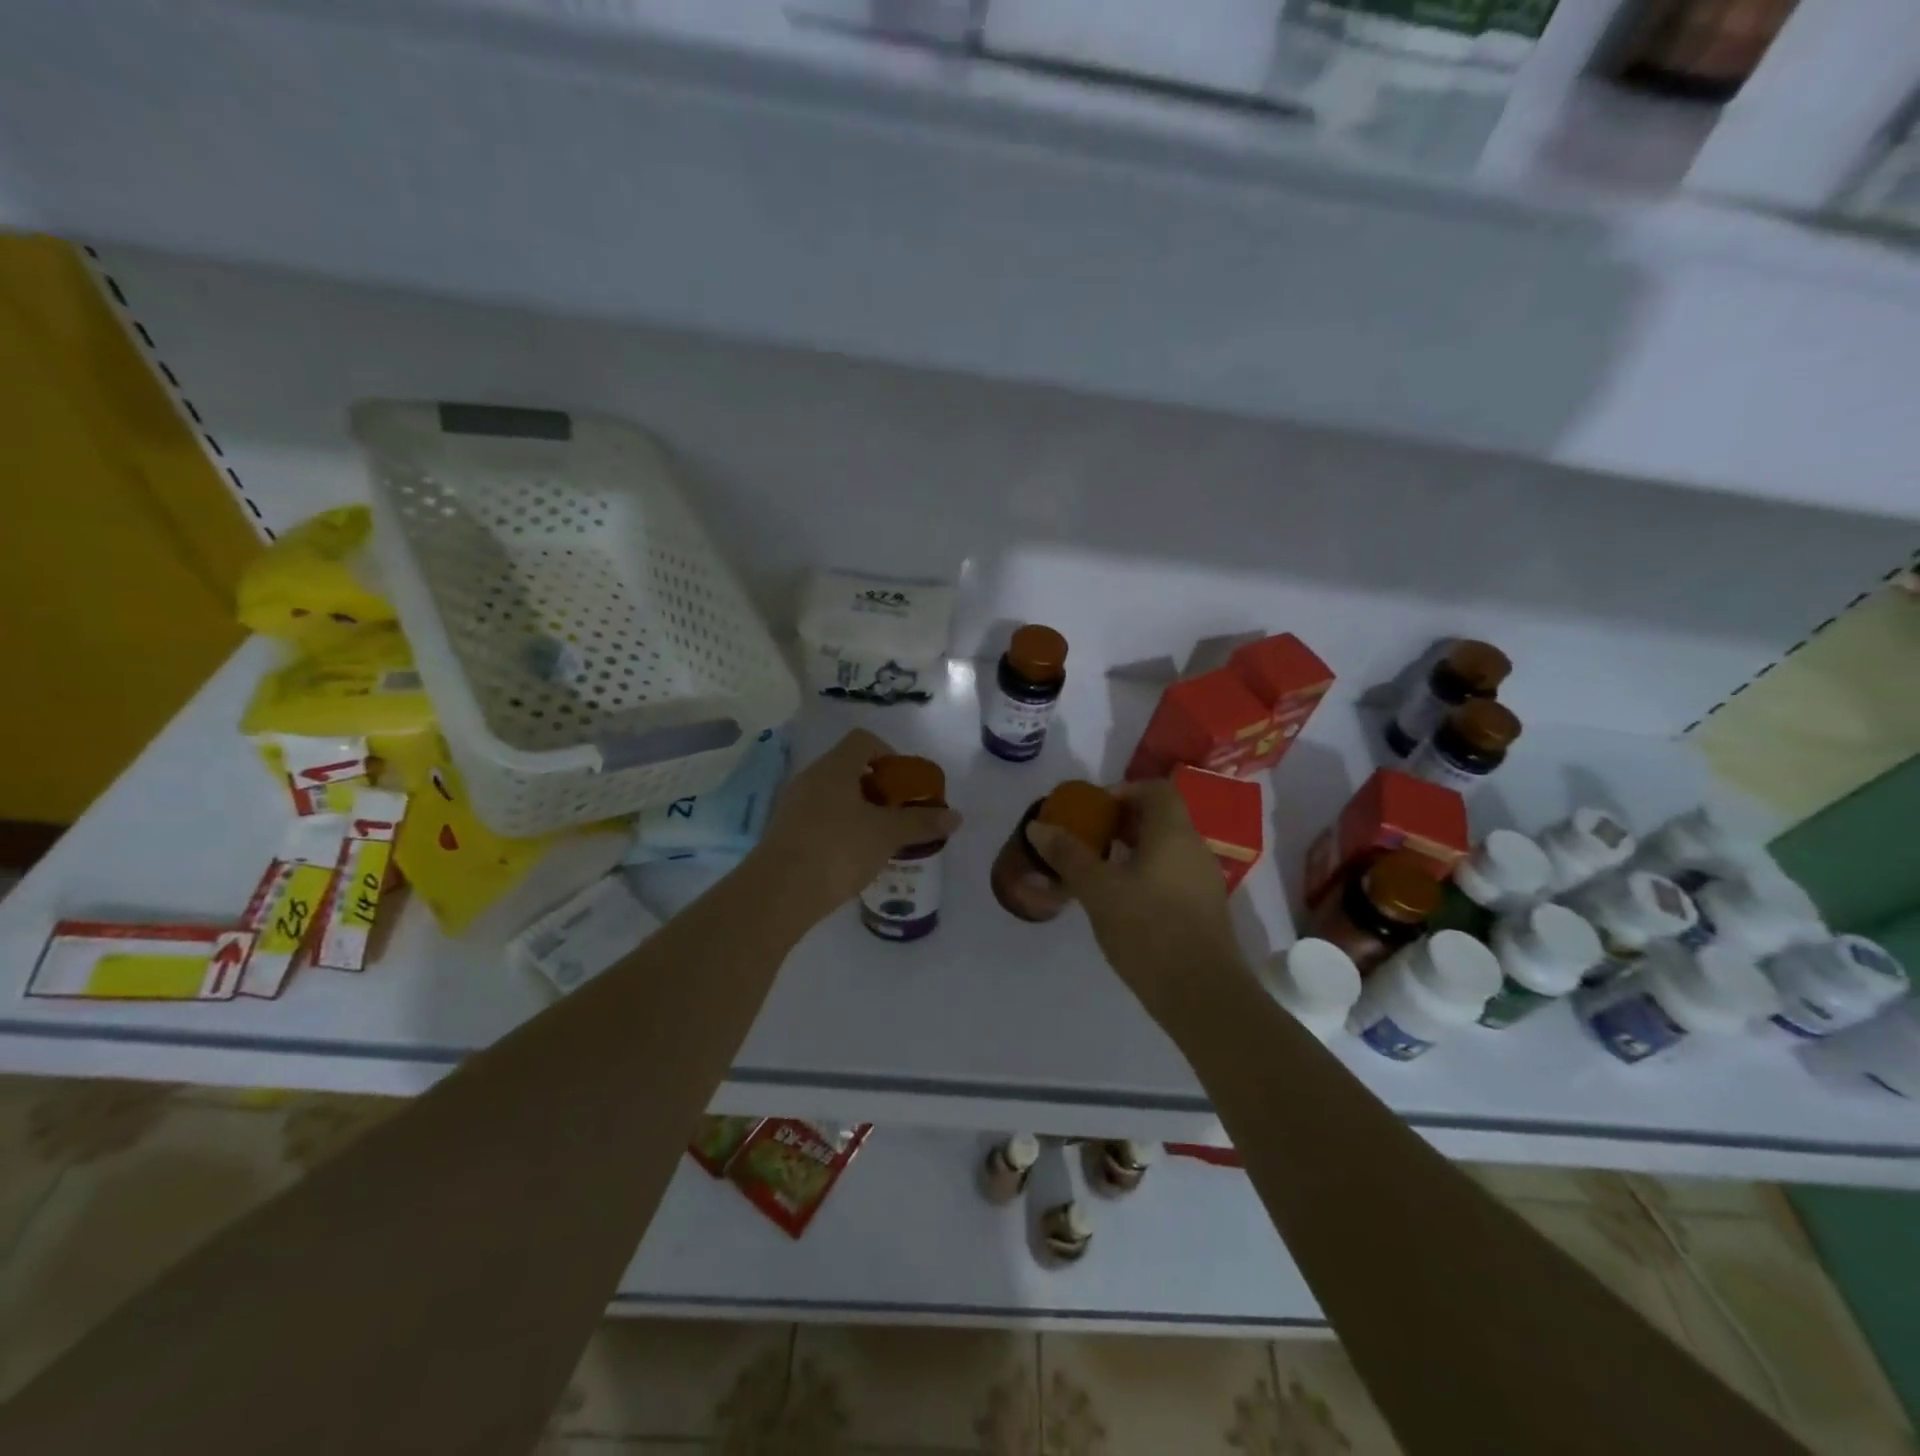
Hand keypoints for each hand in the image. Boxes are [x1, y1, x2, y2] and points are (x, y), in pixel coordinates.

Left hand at [750, 729, 960, 923]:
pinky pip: (819, 817)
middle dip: (878, 788)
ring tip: (879, 837)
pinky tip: (853, 855)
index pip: (864, 740)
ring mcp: (793, 804)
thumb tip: (956, 816)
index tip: (905, 784)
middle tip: (898, 813)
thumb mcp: (886, 835)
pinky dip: (839, 827)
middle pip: (849, 768)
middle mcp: (811, 777)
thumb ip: (921, 823)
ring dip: (859, 809)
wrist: (778, 893)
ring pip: (833, 795)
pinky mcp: (784, 831)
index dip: (889, 755)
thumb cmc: (838, 849)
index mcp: (834, 767)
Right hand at [1027, 779, 1245, 1018]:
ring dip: (1133, 852)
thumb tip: (1037, 825)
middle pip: (1160, 819)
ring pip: (1166, 850)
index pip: (1156, 790)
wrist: (1202, 995)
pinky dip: (1146, 876)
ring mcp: (1204, 882)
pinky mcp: (1204, 911)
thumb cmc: (1148, 929)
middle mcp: (1195, 849)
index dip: (1124, 791)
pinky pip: (1172, 876)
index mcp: (1174, 833)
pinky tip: (1122, 904)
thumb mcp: (1098, 890)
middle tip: (1088, 840)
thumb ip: (1068, 855)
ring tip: (1099, 872)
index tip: (1094, 811)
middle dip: (1122, 823)